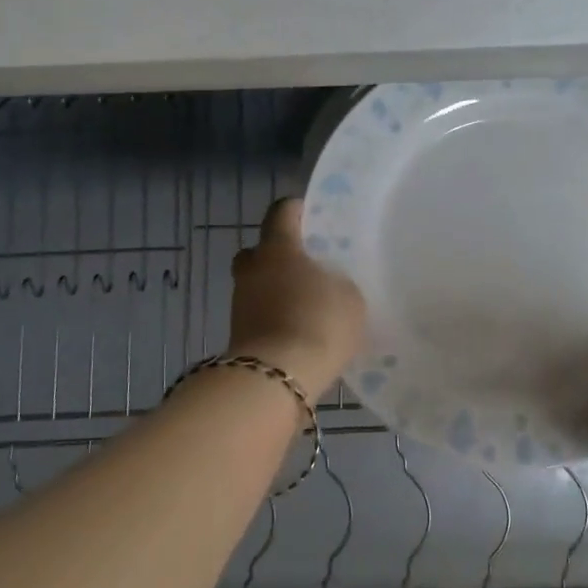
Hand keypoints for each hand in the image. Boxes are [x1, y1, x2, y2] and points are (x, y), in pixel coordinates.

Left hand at [227, 197, 366, 400]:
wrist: (277, 378)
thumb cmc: (318, 322)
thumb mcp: (349, 297)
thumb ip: (338, 282)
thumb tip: (329, 284)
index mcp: (278, 248)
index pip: (281, 212)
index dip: (297, 210)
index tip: (312, 216)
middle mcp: (253, 268)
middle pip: (259, 250)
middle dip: (278, 253)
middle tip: (306, 265)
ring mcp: (240, 303)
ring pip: (258, 284)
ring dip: (277, 290)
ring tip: (308, 304)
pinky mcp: (238, 334)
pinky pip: (259, 314)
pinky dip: (275, 317)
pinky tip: (299, 329)